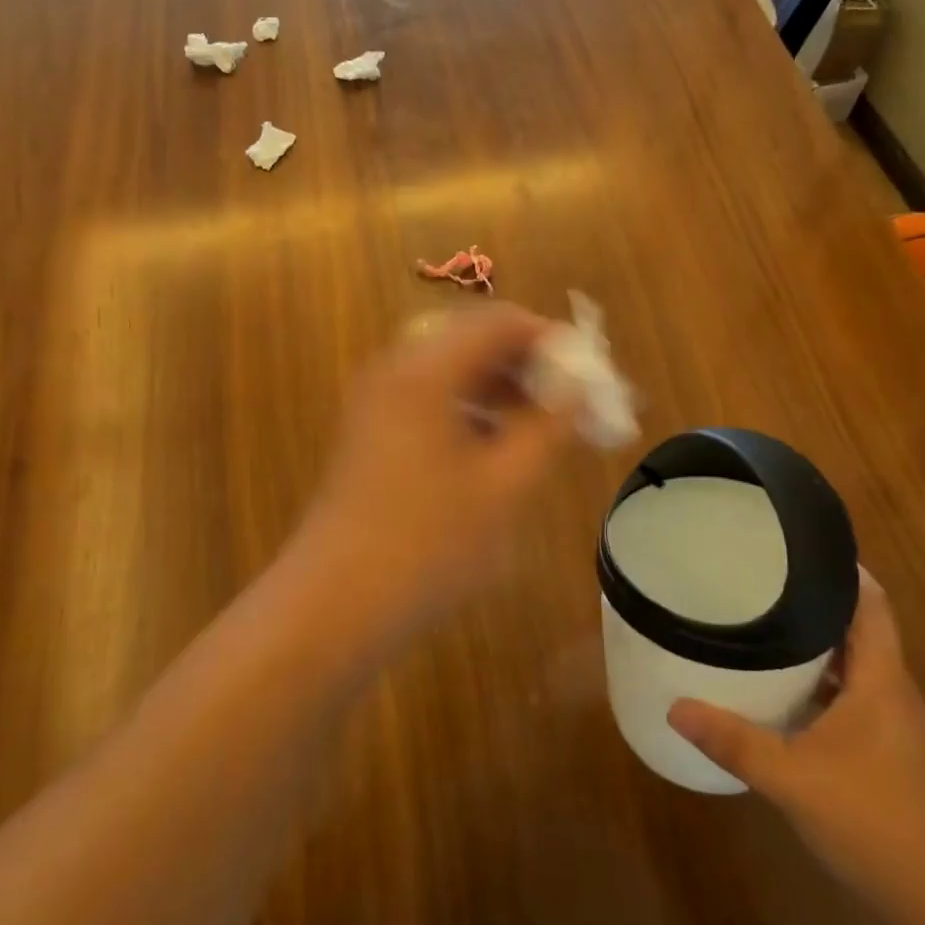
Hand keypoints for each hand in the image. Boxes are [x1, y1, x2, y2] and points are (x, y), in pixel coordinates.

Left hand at [283, 303, 573, 645]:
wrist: (335, 603)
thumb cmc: (428, 544)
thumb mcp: (504, 485)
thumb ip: (549, 426)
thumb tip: (580, 387)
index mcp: (427, 369)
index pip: (501, 322)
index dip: (551, 340)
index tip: (589, 374)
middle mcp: (396, 368)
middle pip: (474, 339)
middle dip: (528, 364)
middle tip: (571, 403)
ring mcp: (377, 398)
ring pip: (452, 369)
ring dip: (501, 387)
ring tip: (542, 427)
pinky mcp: (371, 428)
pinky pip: (430, 396)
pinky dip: (471, 407)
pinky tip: (496, 446)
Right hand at [668, 573, 924, 924]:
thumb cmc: (876, 823)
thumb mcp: (793, 779)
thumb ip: (734, 740)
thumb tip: (675, 707)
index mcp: (880, 678)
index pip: (871, 603)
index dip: (842, 568)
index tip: (796, 545)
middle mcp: (891, 691)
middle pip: (857, 627)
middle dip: (813, 601)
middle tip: (760, 579)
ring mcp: (892, 725)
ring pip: (851, 665)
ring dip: (814, 644)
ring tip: (760, 623)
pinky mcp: (886, 753)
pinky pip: (848, 696)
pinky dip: (817, 684)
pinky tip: (779, 693)